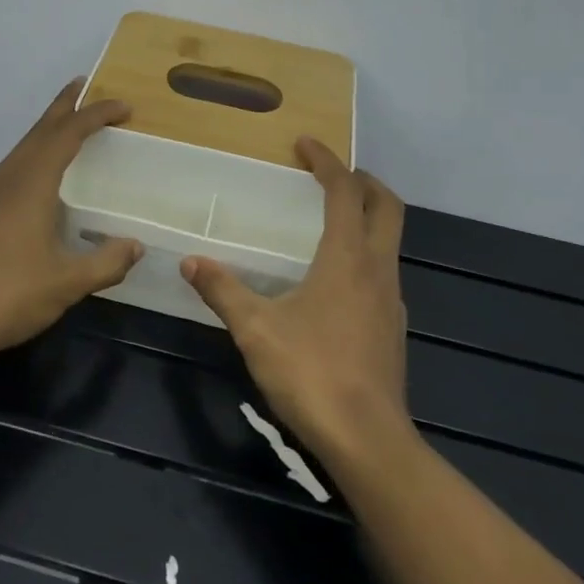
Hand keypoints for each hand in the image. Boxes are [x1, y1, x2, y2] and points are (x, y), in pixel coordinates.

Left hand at [0, 80, 141, 364]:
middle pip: (39, 130)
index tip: (124, 107)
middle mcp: (6, 179)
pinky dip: (33, 155)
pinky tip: (39, 179)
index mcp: (30, 184)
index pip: (67, 134)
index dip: (96, 116)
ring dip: (47, 131)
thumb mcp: (65, 284)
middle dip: (65, 106)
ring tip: (68, 127)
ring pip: (22, 148)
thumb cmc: (5, 296)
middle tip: (87, 87)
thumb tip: (136, 246)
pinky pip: (12, 167)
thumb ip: (105, 263)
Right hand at [181, 139, 411, 463]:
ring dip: (367, 218)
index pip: (345, 192)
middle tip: (331, 174)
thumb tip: (190, 261)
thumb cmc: (311, 372)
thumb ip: (223, 291)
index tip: (305, 144)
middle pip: (387, 208)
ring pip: (389, 241)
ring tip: (330, 221)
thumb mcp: (256, 329)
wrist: (367, 439)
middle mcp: (378, 270)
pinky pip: (384, 272)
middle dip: (363, 181)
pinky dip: (365, 254)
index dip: (327, 162)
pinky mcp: (393, 328)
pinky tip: (336, 279)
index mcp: (347, 258)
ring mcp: (391, 300)